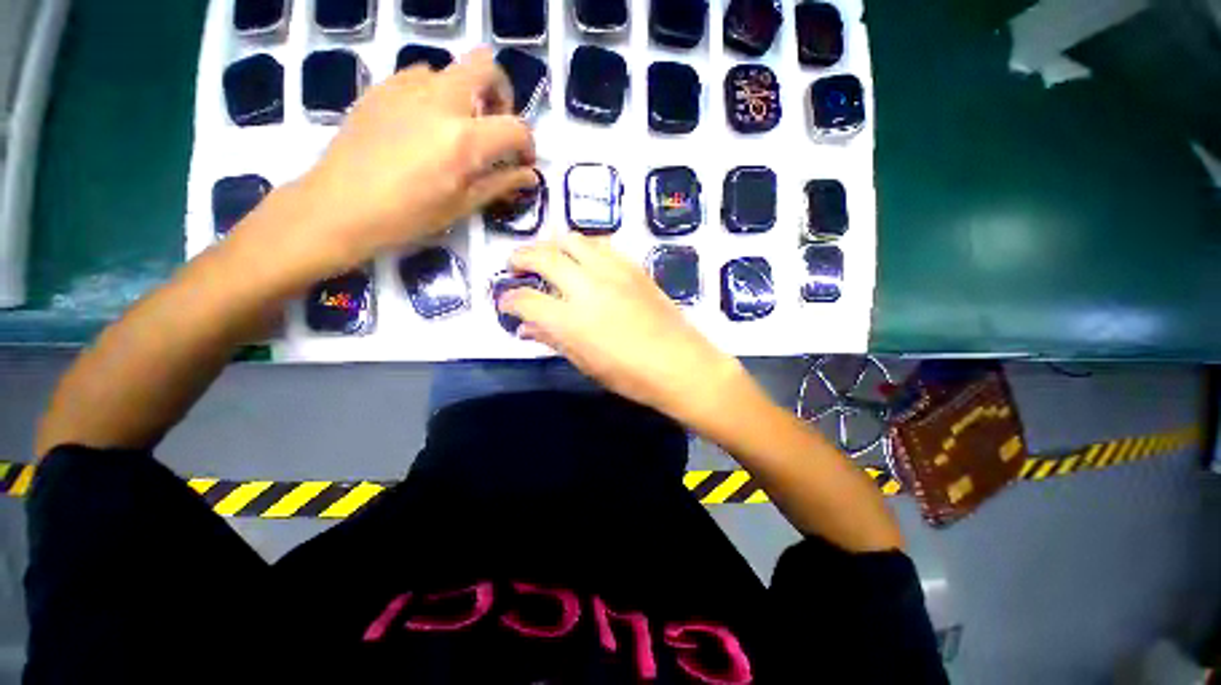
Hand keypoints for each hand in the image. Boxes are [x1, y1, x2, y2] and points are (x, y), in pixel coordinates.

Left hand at [235, 48, 538, 282]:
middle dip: (501, 94)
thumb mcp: (463, 205)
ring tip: (456, 129)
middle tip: (494, 126)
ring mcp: (407, 87)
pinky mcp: (382, 87)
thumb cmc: (408, 215)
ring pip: (452, 70)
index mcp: (464, 139)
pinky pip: (420, 76)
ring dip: (466, 95)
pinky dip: (435, 94)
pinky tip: (425, 124)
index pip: (516, 126)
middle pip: (485, 66)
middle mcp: (440, 101)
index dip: (528, 144)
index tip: (522, 162)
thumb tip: (529, 175)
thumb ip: (501, 184)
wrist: (340, 205)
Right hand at [499, 234, 747, 422]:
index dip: (509, 300)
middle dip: (521, 257)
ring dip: (553, 245)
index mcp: (571, 320)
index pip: (525, 300)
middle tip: (515, 265)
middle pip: (543, 256)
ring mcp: (613, 272)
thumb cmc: (632, 376)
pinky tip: (584, 260)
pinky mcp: (634, 267)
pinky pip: (601, 245)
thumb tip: (526, 329)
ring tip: (549, 257)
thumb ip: (553, 340)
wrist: (681, 365)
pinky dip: (583, 247)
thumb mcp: (586, 364)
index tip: (506, 303)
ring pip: (572, 240)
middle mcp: (588, 287)